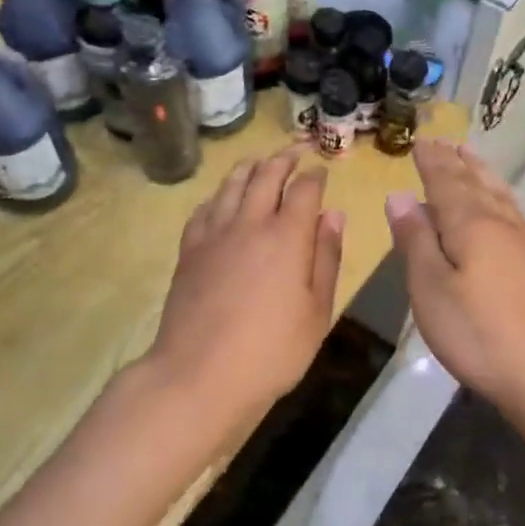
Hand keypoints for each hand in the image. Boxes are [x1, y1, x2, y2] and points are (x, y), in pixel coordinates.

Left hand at [148, 148, 345, 426]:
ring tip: (260, 161)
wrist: (199, 375)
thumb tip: (334, 215)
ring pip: (232, 184)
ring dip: (250, 166)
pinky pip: (205, 208)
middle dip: (284, 158)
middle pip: (266, 175)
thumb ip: (327, 257)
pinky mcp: (189, 250)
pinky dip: (219, 195)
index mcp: (287, 236)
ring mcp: (214, 234)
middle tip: (296, 150)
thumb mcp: (317, 312)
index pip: (304, 189)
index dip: (315, 175)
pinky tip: (222, 199)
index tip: (322, 170)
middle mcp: (250, 223)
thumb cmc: (271, 351)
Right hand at [386, 139, 524, 409]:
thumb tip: (400, 195)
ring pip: (497, 194)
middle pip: (474, 182)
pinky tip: (500, 204)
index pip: (445, 182)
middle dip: (455, 162)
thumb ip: (415, 240)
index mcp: (470, 223)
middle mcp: (499, 223)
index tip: (419, 141)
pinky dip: (499, 195)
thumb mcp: (430, 288)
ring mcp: (522, 243)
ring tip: (470, 156)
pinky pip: (511, 210)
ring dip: (480, 172)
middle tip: (442, 141)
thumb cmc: (477, 332)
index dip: (431, 161)